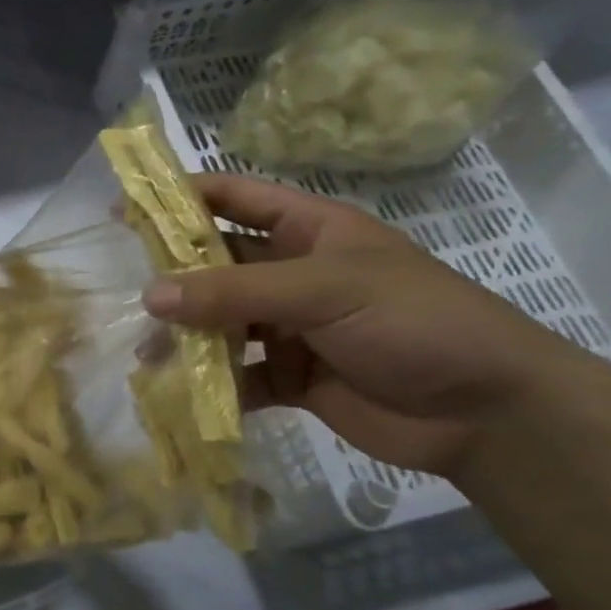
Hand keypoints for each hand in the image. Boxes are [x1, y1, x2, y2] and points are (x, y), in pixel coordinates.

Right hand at [143, 174, 587, 477]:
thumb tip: (150, 294)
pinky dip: (211, 385)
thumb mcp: (324, 290)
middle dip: (174, 275)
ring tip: (146, 352)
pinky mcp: (291, 378)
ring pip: (221, 323)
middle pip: (218, 264)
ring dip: (186, 336)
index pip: (234, 197)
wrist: (486, 412)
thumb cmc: (413, 322)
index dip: (181, 197)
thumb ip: (235, 291)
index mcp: (309, 230)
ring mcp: (291, 328)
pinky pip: (238, 376)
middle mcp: (293, 274)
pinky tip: (183, 395)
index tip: (126, 209)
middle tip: (124, 290)